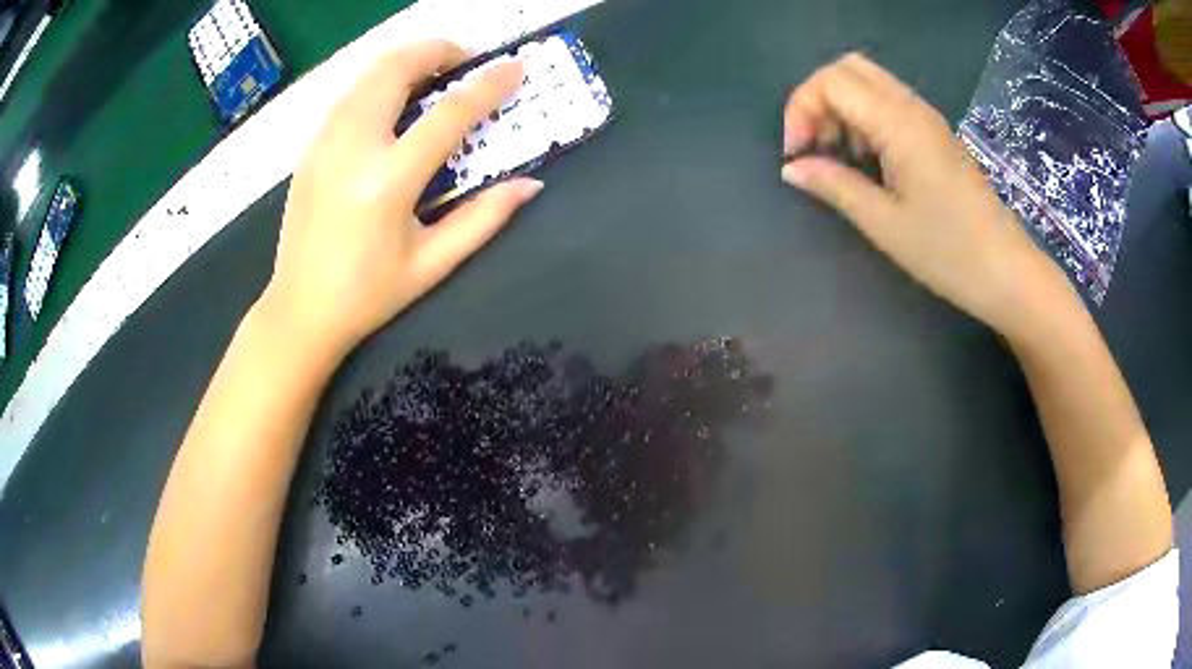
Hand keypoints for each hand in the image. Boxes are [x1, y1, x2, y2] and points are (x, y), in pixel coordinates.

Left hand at [264, 41, 541, 354]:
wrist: (299, 311)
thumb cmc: (368, 295)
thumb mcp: (432, 263)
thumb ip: (484, 219)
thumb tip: (529, 185)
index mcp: (388, 182)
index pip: (448, 114)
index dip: (488, 85)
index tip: (515, 67)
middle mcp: (352, 148)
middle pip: (397, 68)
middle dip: (438, 51)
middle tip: (465, 64)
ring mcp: (324, 143)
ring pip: (368, 73)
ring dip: (407, 61)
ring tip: (433, 77)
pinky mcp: (310, 148)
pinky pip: (349, 94)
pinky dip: (379, 82)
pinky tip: (393, 103)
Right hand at [781, 53, 1061, 336]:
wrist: (1007, 271)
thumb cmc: (948, 253)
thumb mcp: (884, 225)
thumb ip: (835, 186)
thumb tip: (792, 168)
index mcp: (899, 124)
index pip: (832, 81)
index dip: (802, 109)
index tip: (797, 155)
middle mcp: (912, 107)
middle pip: (848, 69)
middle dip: (817, 99)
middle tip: (813, 145)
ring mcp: (927, 118)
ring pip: (868, 82)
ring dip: (841, 108)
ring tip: (838, 156)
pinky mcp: (936, 133)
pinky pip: (889, 103)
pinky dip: (864, 118)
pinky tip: (867, 158)